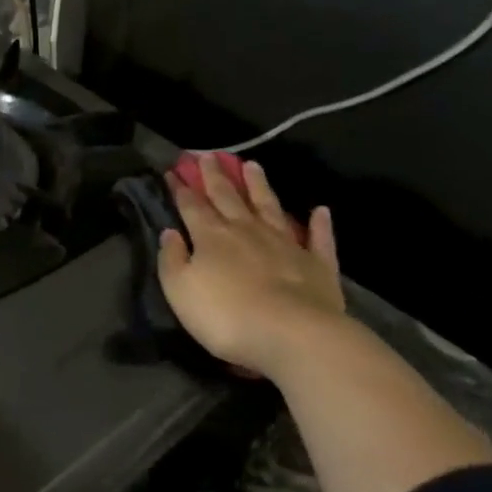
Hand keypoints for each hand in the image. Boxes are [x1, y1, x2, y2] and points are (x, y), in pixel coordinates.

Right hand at [158, 154, 343, 372]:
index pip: (192, 206)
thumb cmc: (226, 316)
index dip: (181, 189)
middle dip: (215, 176)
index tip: (174, 171)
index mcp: (211, 236)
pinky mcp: (317, 265)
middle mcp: (247, 231)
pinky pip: (319, 239)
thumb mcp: (180, 291)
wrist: (292, 335)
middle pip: (228, 197)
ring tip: (252, 165)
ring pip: (269, 207)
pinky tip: (321, 210)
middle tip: (208, 156)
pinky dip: (320, 224)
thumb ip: (171, 259)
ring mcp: (285, 244)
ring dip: (259, 186)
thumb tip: (170, 232)